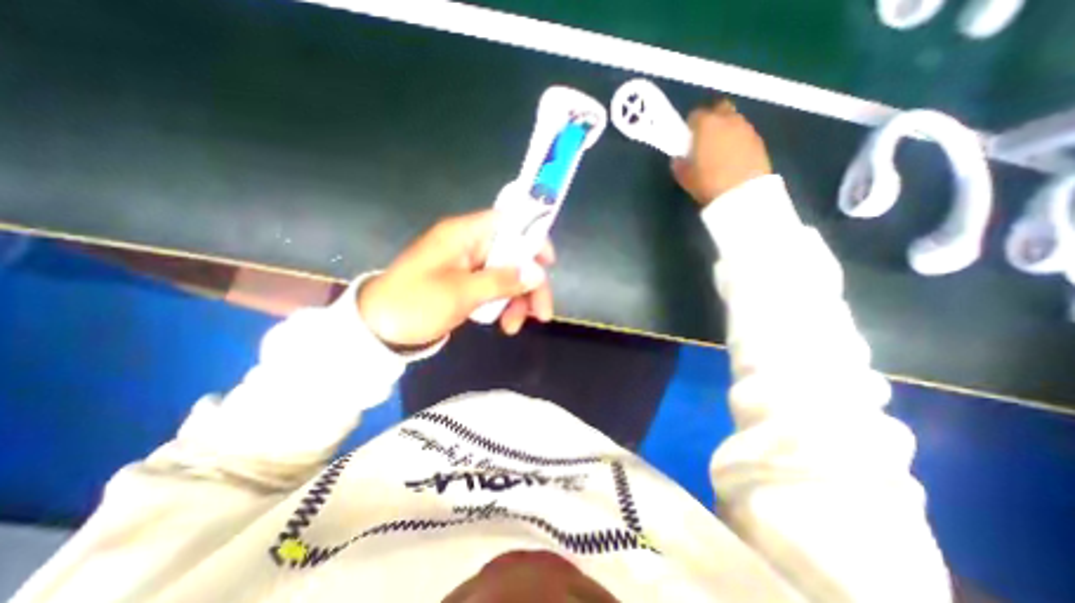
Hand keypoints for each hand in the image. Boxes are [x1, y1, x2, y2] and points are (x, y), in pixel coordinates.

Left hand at [356, 210, 552, 347]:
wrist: (379, 330)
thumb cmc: (416, 304)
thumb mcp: (461, 293)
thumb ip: (502, 280)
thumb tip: (537, 272)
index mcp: (464, 234)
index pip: (509, 222)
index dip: (532, 237)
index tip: (548, 263)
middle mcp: (469, 245)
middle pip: (514, 254)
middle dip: (530, 283)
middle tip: (542, 313)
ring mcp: (468, 265)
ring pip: (507, 274)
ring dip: (517, 299)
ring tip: (513, 327)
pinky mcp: (466, 283)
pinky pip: (494, 287)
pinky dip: (503, 304)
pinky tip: (503, 323)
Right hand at [670, 99, 772, 207]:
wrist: (742, 193)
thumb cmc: (708, 183)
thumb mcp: (685, 178)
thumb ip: (680, 164)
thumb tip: (679, 158)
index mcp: (707, 125)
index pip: (695, 115)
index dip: (690, 126)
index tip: (687, 138)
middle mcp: (728, 120)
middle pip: (720, 109)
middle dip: (712, 118)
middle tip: (705, 138)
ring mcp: (746, 129)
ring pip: (734, 120)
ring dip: (726, 130)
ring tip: (720, 150)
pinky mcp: (760, 141)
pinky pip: (745, 134)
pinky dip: (738, 140)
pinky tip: (733, 158)